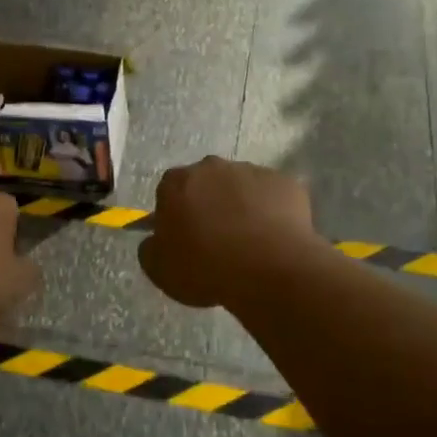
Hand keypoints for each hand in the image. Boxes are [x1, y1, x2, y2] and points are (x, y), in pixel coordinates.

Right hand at [138, 157, 318, 308]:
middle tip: (217, 240)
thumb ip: (150, 248)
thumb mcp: (159, 269)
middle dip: (209, 205)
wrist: (268, 269)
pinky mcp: (285, 183)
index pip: (169, 192)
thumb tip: (156, 240)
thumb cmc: (205, 267)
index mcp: (176, 182)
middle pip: (206, 184)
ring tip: (250, 243)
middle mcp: (212, 167)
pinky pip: (273, 197)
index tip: (184, 240)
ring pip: (241, 188)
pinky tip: (274, 239)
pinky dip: (272, 212)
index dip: (176, 216)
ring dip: (241, 207)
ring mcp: (252, 171)